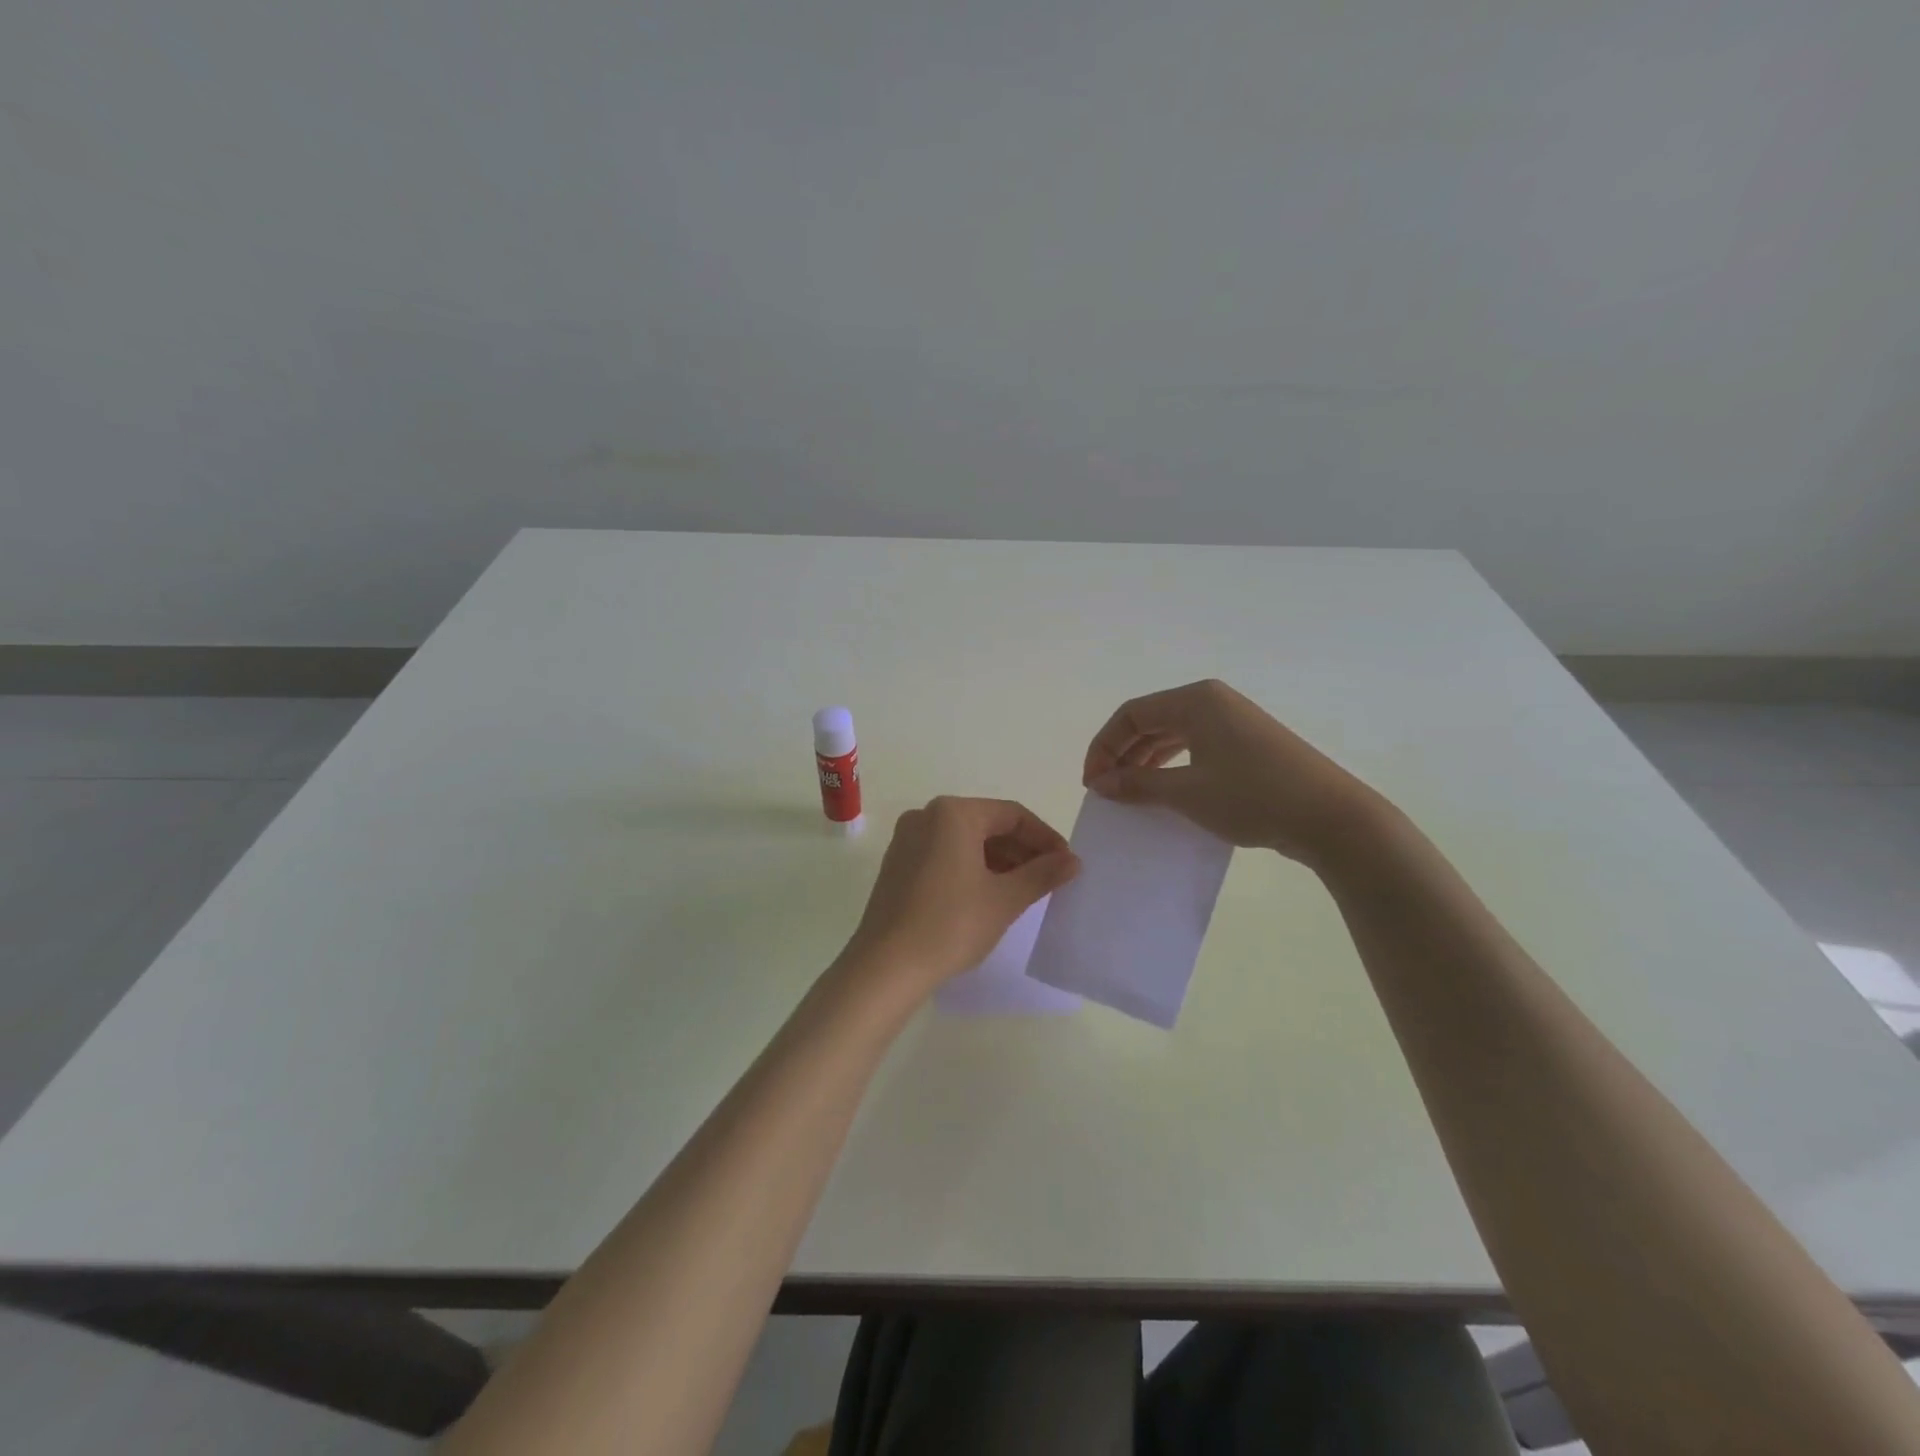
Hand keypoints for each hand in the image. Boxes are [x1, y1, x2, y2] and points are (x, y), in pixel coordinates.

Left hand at [843, 797, 1079, 992]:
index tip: (1066, 863)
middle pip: (986, 824)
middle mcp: (926, 815)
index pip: (1012, 814)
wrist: (886, 966)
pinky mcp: (897, 864)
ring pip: (964, 841)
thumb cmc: (951, 924)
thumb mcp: (1005, 899)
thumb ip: (1042, 874)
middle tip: (1049, 879)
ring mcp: (907, 839)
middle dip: (1021, 850)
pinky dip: (970, 868)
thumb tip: (1072, 860)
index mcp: (953, 813)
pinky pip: (944, 855)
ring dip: (997, 860)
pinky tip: (988, 895)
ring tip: (1023, 890)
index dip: (1044, 837)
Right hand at [1083, 679, 1373, 863]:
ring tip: (1129, 793)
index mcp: (1196, 700)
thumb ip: (1138, 785)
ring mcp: (1233, 721)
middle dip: (1122, 753)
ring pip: (1173, 734)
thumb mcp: (1187, 793)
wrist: (1331, 818)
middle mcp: (1213, 702)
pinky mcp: (1247, 744)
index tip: (1092, 783)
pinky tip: (1164, 791)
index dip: (1104, 746)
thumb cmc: (1253, 797)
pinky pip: (1195, 746)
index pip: (1132, 714)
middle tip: (1105, 790)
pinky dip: (1172, 765)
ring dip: (1145, 761)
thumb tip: (1100, 784)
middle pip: (1151, 720)